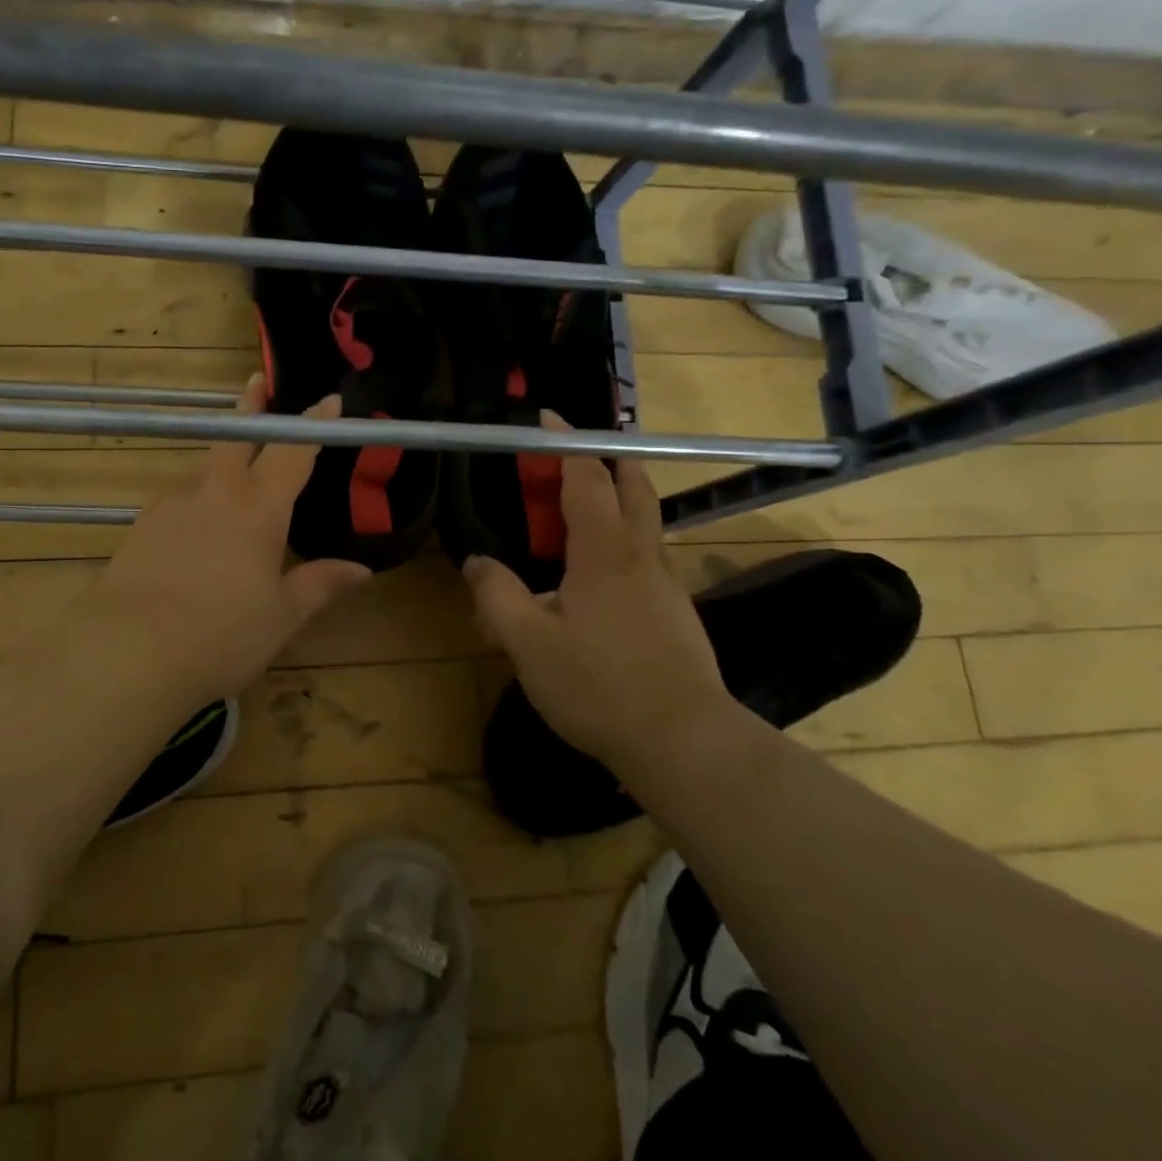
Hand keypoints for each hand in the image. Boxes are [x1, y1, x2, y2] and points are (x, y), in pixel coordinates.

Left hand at [91, 373, 372, 704]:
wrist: (128, 651)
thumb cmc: (221, 634)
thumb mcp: (281, 616)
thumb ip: (320, 585)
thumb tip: (361, 570)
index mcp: (260, 506)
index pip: (293, 450)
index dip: (313, 423)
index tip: (328, 399)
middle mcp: (216, 491)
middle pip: (237, 435)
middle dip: (251, 407)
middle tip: (257, 383)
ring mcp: (173, 502)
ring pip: (205, 467)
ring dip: (223, 458)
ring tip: (234, 474)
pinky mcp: (142, 523)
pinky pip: (179, 496)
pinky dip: (196, 494)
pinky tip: (196, 522)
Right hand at [462, 423, 731, 766]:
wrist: (684, 741)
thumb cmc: (599, 685)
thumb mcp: (529, 643)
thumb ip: (497, 597)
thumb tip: (477, 562)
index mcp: (604, 551)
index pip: (586, 477)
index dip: (565, 444)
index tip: (547, 419)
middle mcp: (640, 555)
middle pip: (632, 487)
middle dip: (607, 459)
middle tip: (574, 454)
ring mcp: (665, 583)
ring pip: (644, 520)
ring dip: (618, 498)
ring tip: (580, 509)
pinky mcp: (675, 611)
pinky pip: (646, 555)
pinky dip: (622, 539)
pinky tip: (597, 575)